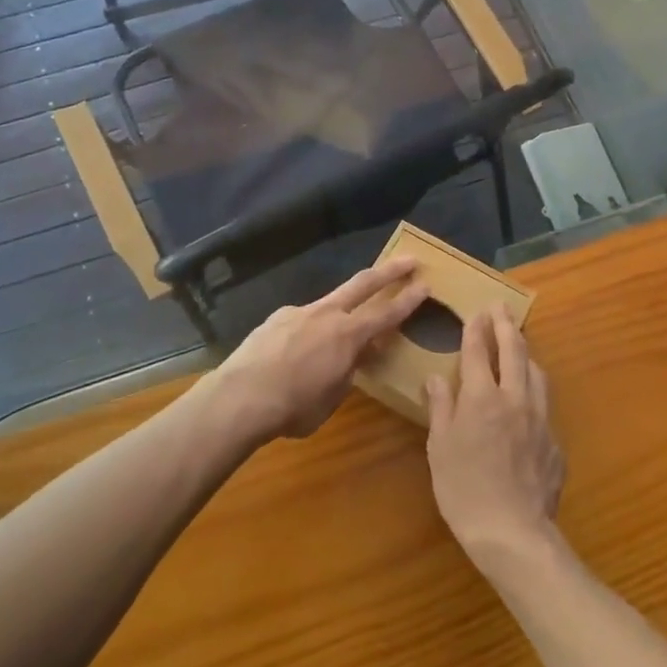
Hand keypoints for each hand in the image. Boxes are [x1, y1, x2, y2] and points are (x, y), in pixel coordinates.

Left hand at [209, 259, 426, 440]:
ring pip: (330, 302)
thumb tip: (356, 357)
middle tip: (410, 259)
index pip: (388, 313)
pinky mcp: (275, 318)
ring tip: (335, 336)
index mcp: (348, 335)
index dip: (409, 300)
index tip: (426, 284)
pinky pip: (301, 320)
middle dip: (390, 270)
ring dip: (342, 308)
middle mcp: (327, 314)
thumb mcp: (332, 397)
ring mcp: (299, 311)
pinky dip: (308, 331)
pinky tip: (295, 352)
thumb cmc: (294, 407)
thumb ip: (348, 372)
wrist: (240, 398)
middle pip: (364, 284)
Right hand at [426, 306, 565, 574]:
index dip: (476, 329)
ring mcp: (540, 419)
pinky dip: (535, 392)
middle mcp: (515, 398)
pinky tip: (530, 401)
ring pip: (537, 374)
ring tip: (520, 345)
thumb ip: (441, 408)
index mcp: (482, 397)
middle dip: (506, 325)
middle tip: (501, 307)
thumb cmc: (464, 490)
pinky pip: (545, 406)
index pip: (479, 351)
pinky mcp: (555, 442)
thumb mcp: (440, 448)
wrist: (513, 532)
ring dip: (527, 354)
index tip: (476, 312)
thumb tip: (435, 377)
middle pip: (514, 351)